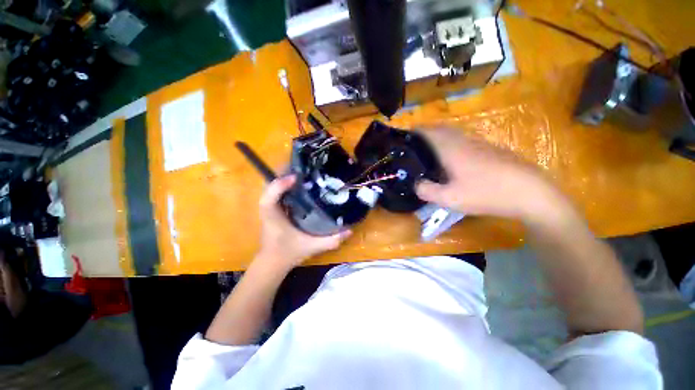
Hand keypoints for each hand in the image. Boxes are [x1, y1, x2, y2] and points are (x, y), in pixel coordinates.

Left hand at [257, 175, 351, 269]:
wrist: (273, 262)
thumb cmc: (289, 254)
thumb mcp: (312, 247)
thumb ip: (330, 241)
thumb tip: (349, 230)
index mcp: (274, 217)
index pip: (268, 198)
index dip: (278, 185)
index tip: (295, 177)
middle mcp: (271, 209)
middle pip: (271, 184)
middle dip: (284, 172)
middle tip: (304, 165)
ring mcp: (272, 207)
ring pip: (275, 186)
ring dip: (286, 175)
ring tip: (304, 170)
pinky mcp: (276, 208)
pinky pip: (280, 191)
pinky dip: (288, 184)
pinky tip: (303, 183)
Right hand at [415, 128, 567, 223]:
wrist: (530, 192)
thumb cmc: (486, 193)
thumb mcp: (450, 198)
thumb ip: (427, 191)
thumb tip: (415, 184)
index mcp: (451, 149)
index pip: (428, 131)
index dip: (414, 131)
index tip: (403, 137)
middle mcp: (464, 141)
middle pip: (440, 129)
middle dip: (425, 132)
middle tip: (413, 145)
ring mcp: (479, 143)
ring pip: (453, 134)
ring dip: (438, 137)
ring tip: (428, 151)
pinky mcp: (489, 149)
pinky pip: (463, 140)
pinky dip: (451, 143)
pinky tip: (452, 159)